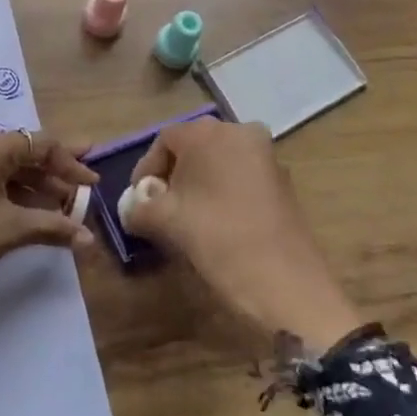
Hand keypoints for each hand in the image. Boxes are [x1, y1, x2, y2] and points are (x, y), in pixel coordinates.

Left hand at [0, 131, 97, 325]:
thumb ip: (53, 227)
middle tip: (82, 189)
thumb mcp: (9, 231)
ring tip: (61, 207)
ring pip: (2, 167)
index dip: (69, 162)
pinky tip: (30, 212)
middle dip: (53, 171)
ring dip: (33, 184)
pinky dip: (10, 192)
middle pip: (20, 151)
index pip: (38, 143)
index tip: (93, 184)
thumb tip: (89, 239)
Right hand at [126, 120, 361, 351]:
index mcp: (209, 133)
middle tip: (160, 209)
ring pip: (219, 163)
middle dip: (173, 176)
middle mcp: (240, 132)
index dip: (146, 170)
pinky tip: (216, 224)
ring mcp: (267, 156)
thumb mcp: (165, 222)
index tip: (139, 202)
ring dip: (199, 185)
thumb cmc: (217, 239)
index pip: (165, 140)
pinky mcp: (282, 181)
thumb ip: (138, 208)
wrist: (285, 283)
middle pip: (194, 148)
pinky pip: (241, 177)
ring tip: (186, 219)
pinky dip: (223, 193)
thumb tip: (131, 208)